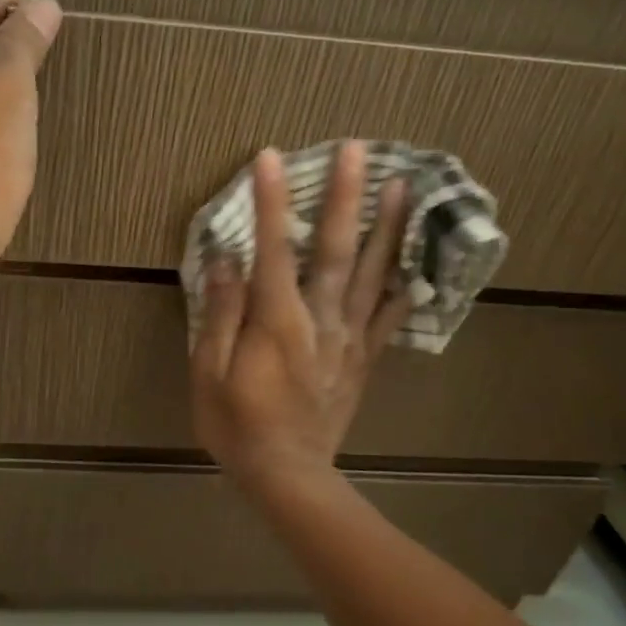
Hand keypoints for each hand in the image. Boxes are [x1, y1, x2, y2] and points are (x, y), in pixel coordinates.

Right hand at [190, 142, 412, 493]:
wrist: (288, 476)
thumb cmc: (237, 425)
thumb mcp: (210, 373)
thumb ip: (221, 314)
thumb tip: (226, 260)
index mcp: (278, 321)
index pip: (272, 249)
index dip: (271, 201)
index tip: (270, 157)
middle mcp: (321, 320)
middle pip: (334, 249)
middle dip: (345, 197)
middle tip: (358, 149)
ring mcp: (348, 338)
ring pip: (371, 274)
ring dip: (386, 227)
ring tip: (402, 184)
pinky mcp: (362, 359)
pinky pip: (388, 317)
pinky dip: (403, 286)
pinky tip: (416, 263)